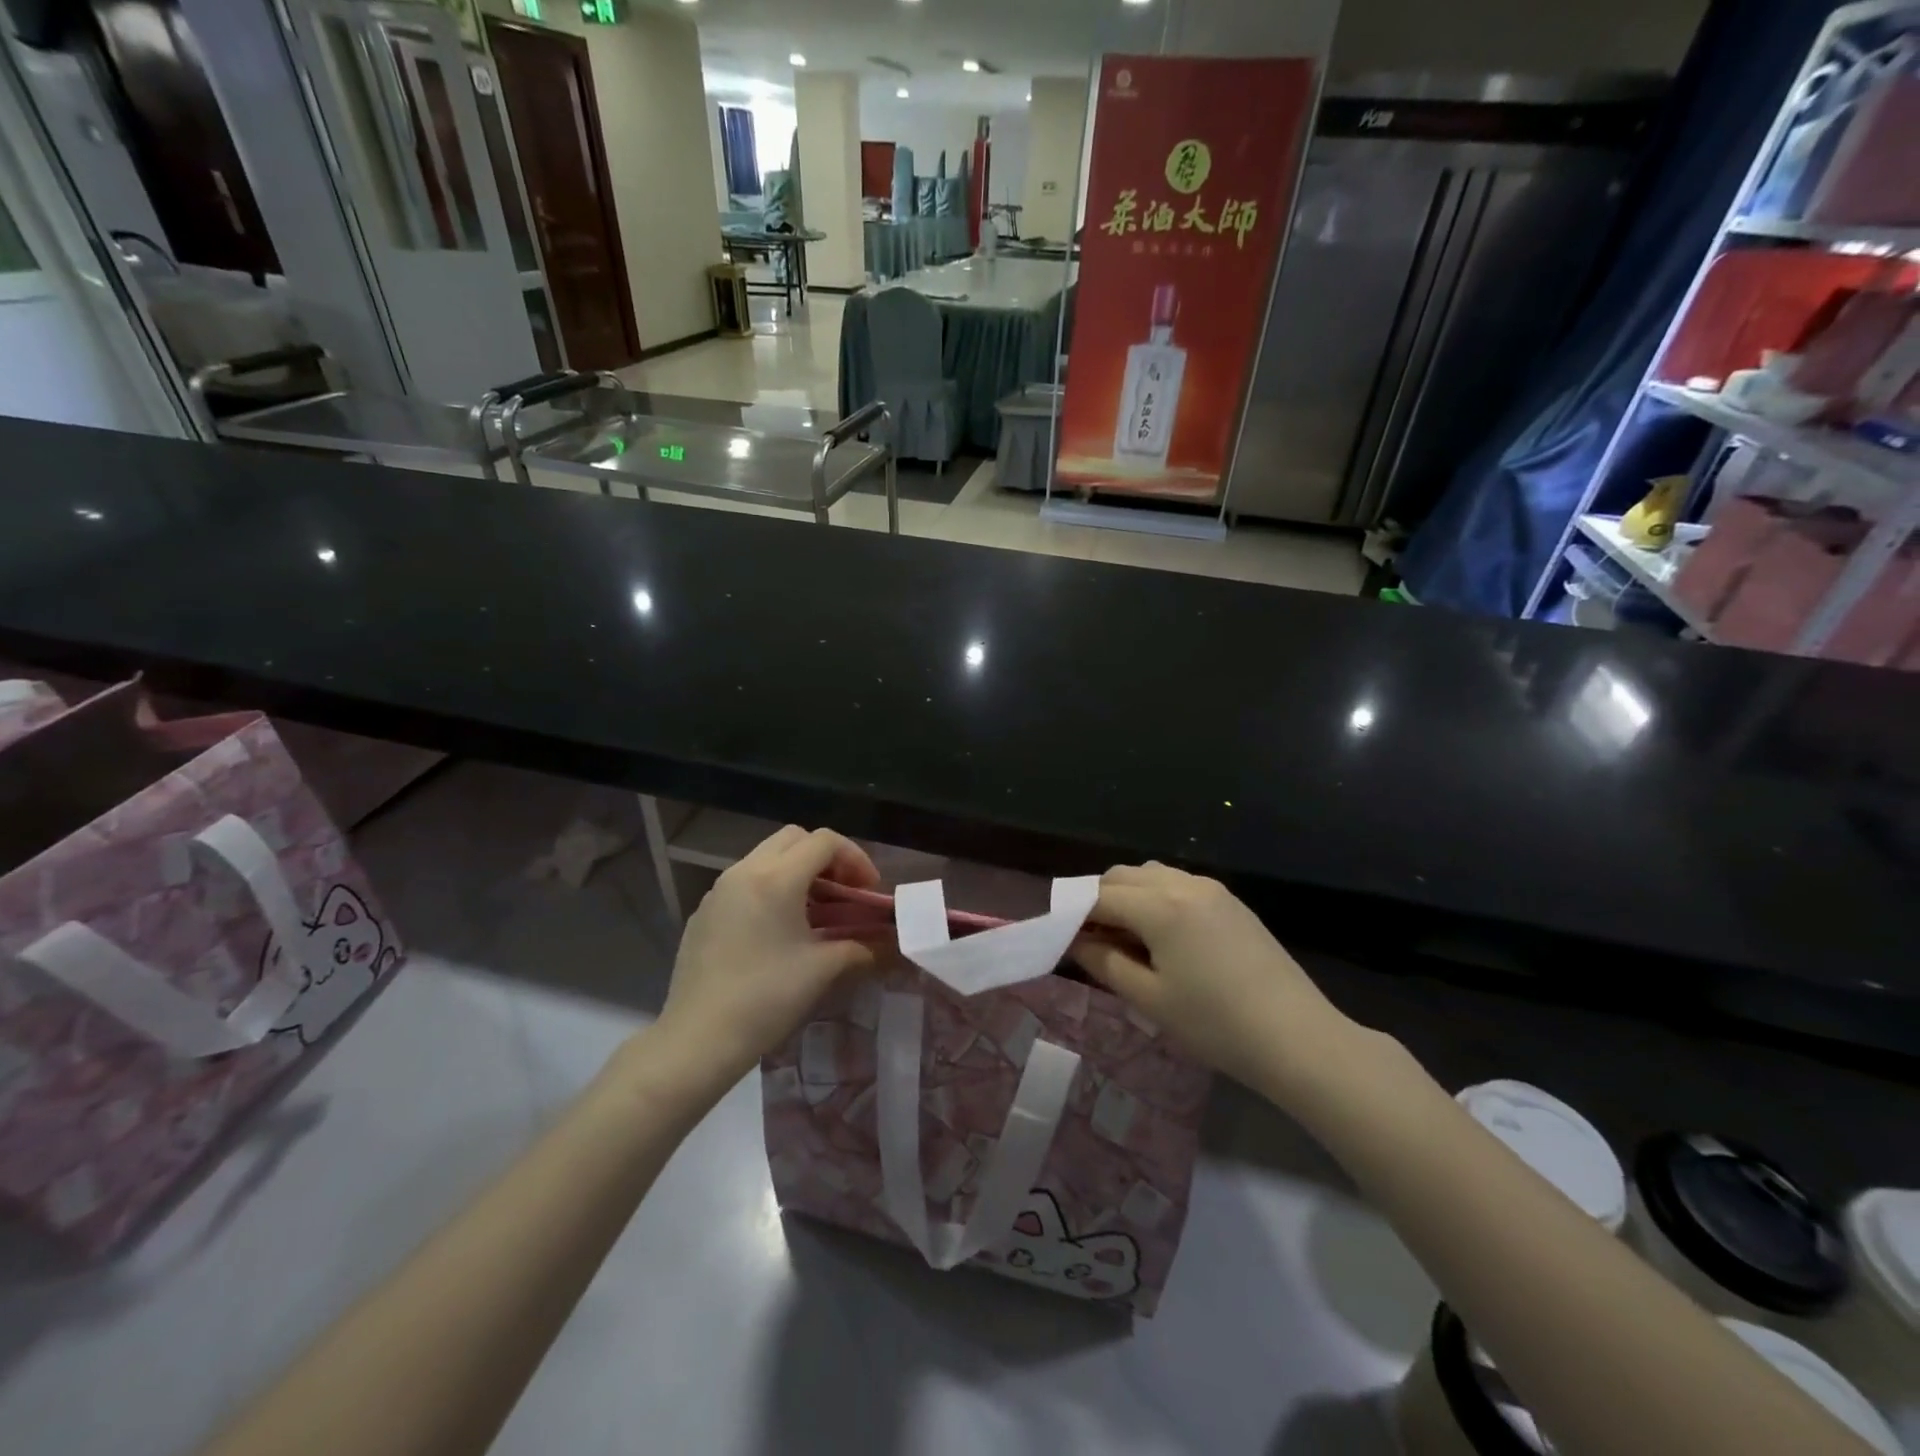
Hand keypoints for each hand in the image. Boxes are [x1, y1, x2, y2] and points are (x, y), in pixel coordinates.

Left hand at [656, 826, 880, 1083]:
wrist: (697, 1040)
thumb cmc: (766, 998)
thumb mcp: (822, 970)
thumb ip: (862, 947)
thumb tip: (889, 944)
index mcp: (776, 878)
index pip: (825, 841)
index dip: (856, 858)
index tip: (868, 891)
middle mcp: (744, 871)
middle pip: (794, 839)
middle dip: (826, 858)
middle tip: (844, 892)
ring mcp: (719, 890)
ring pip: (766, 858)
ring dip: (797, 872)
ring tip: (816, 912)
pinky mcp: (704, 913)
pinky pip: (745, 882)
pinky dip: (770, 889)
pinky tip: (778, 932)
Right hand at [1072, 863, 1353, 1101]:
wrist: (1298, 1038)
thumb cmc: (1215, 1024)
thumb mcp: (1149, 998)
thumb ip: (1103, 961)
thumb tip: (1073, 941)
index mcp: (1159, 906)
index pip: (1098, 897)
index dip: (1073, 916)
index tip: (1060, 940)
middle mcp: (1182, 883)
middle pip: (1121, 876)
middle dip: (1098, 901)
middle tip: (1092, 942)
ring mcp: (1211, 889)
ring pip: (1150, 875)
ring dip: (1128, 896)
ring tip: (1128, 940)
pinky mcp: (1231, 901)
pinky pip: (1178, 884)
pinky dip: (1156, 899)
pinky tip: (1163, 938)